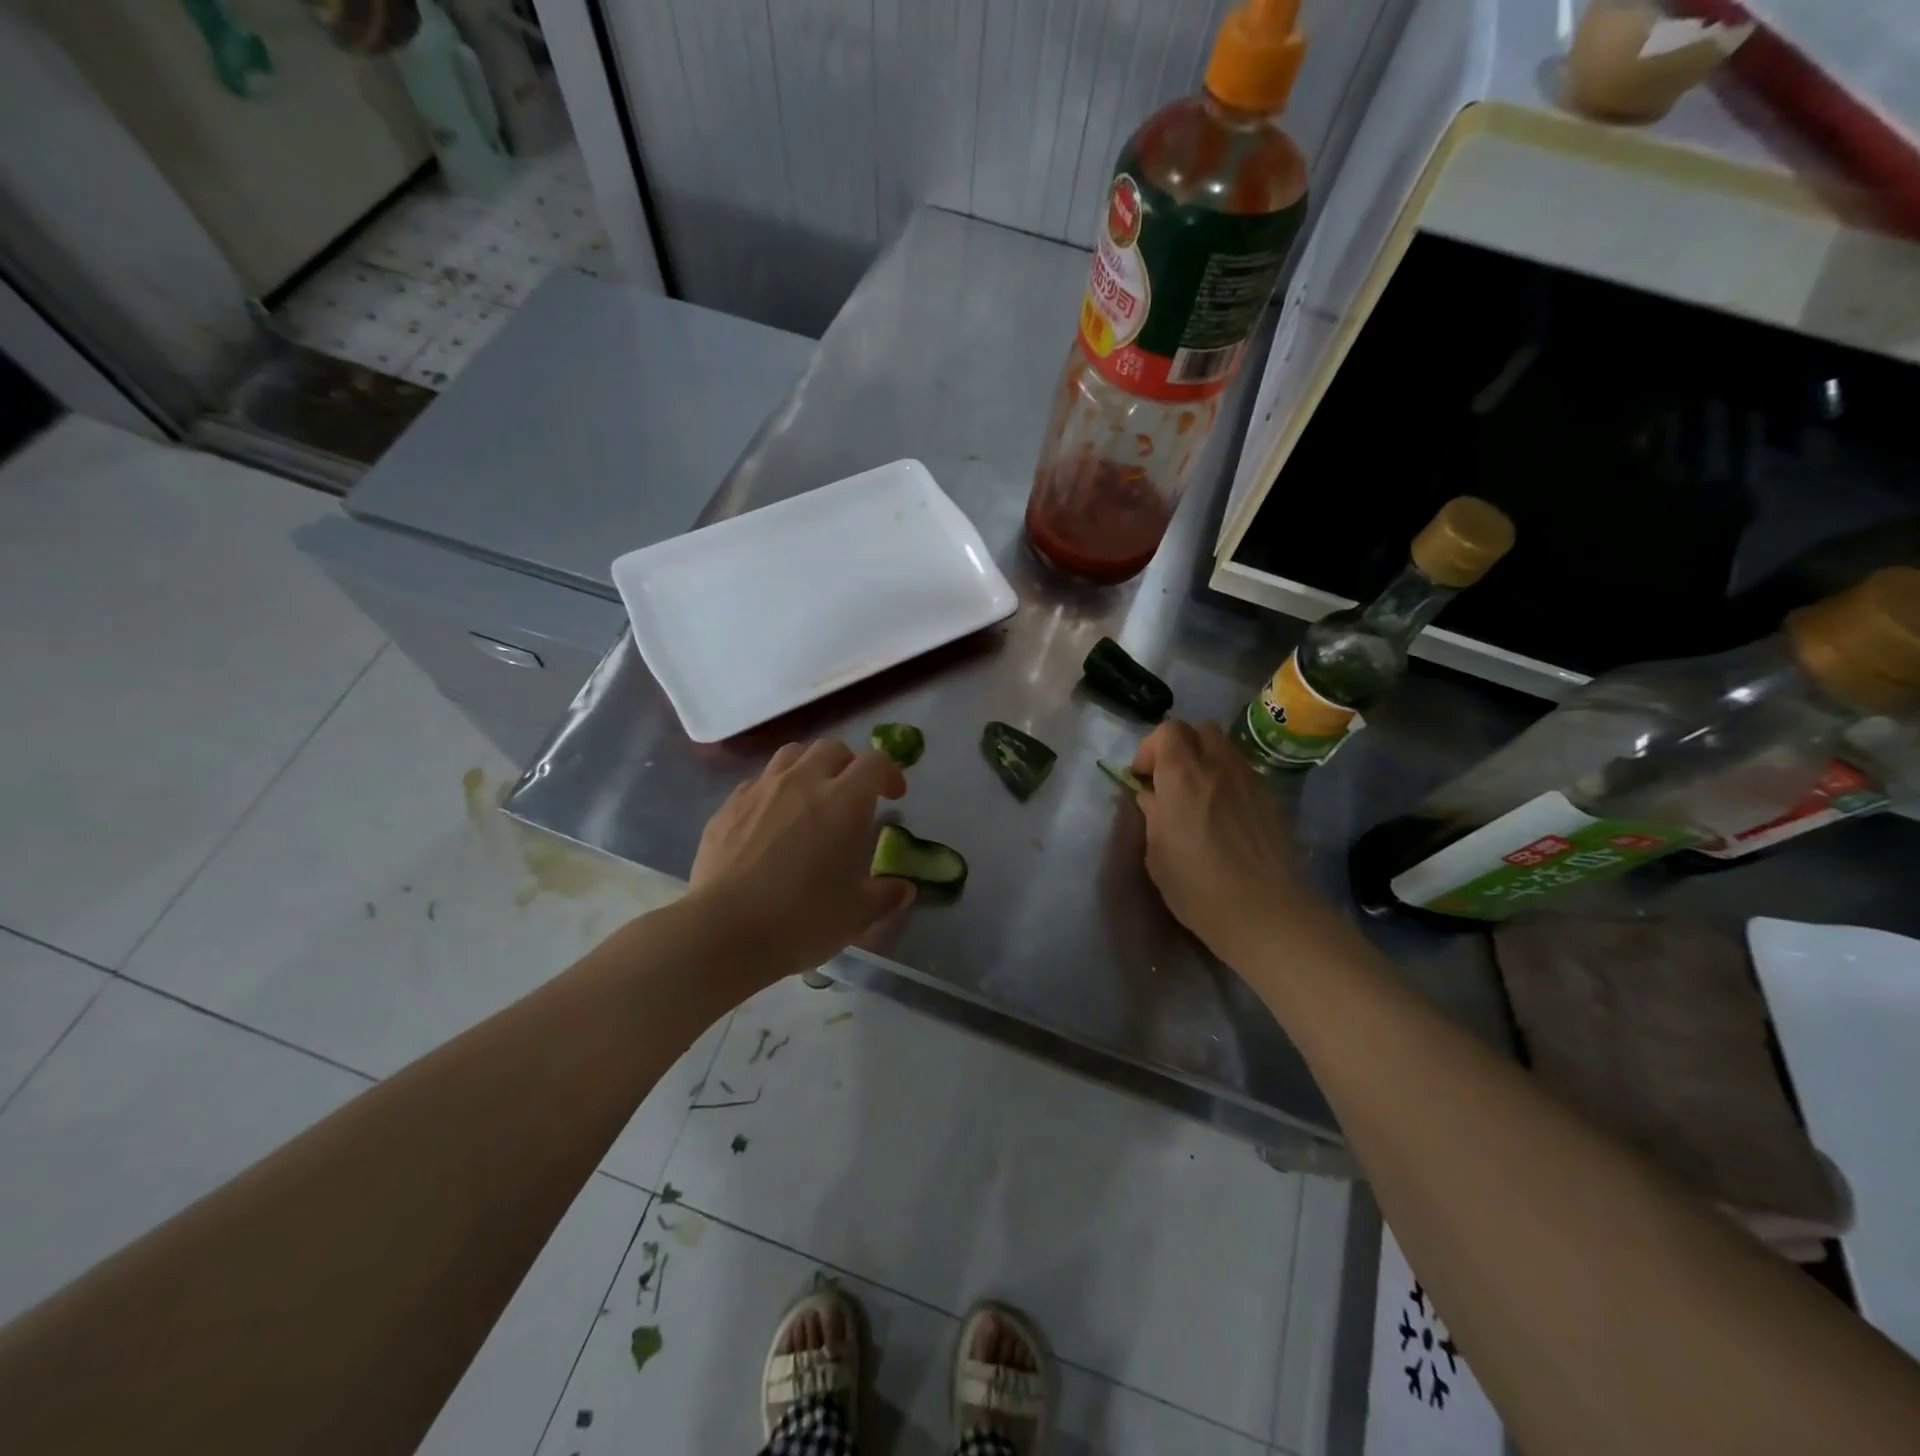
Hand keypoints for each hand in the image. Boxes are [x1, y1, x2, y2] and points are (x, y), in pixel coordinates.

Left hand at [689, 739, 914, 977]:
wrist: (724, 932)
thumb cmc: (802, 919)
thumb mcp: (858, 914)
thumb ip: (886, 895)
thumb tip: (903, 889)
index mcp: (844, 800)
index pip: (874, 762)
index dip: (889, 773)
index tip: (894, 795)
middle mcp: (803, 782)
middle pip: (832, 749)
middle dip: (849, 764)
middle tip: (853, 795)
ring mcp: (761, 790)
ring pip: (791, 755)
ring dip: (809, 767)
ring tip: (811, 796)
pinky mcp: (728, 806)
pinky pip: (757, 782)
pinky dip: (773, 791)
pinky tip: (771, 821)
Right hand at [1131, 720, 1325, 972]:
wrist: (1267, 912)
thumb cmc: (1198, 887)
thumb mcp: (1157, 854)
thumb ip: (1152, 816)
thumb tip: (1152, 797)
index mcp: (1182, 775)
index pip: (1166, 731)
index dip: (1150, 748)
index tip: (1143, 778)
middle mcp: (1218, 766)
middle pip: (1200, 729)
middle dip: (1180, 745)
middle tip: (1170, 778)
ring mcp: (1250, 780)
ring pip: (1225, 748)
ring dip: (1206, 760)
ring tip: (1198, 796)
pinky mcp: (1272, 799)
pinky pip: (1244, 773)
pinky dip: (1228, 780)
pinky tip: (1225, 815)